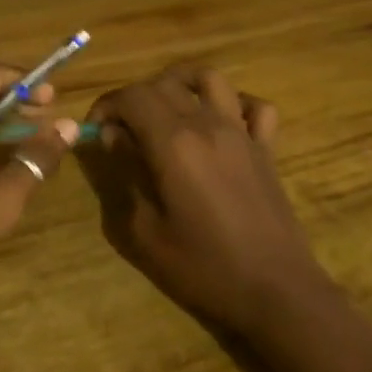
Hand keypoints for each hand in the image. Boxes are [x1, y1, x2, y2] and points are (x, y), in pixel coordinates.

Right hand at [91, 65, 332, 337]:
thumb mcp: (145, 233)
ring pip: (210, 79)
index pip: (132, 97)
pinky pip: (256, 107)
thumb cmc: (203, 268)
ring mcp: (242, 133)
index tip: (96, 131)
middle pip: (165, 84)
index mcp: (174, 142)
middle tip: (123, 130)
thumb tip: (114, 138)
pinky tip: (222, 123)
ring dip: (182, 84)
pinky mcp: (267, 149)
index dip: (107, 106)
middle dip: (135, 98)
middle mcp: (208, 124)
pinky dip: (236, 104)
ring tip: (167, 109)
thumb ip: (125, 176)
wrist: (275, 292)